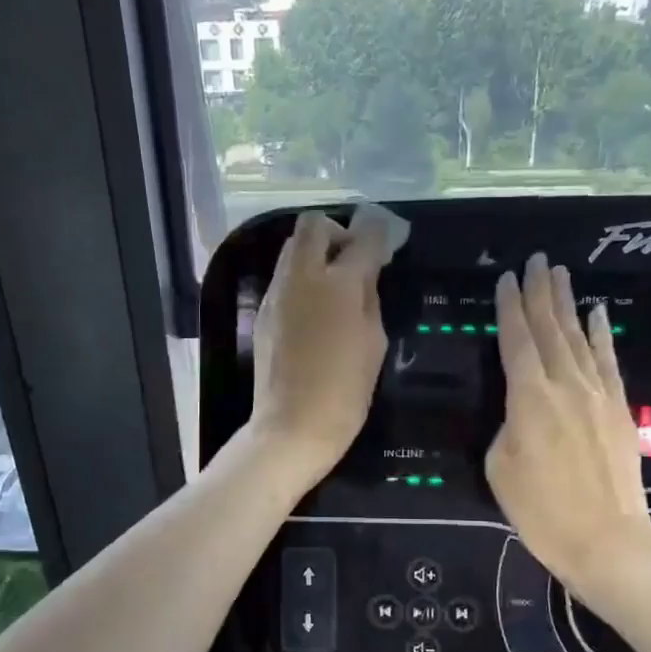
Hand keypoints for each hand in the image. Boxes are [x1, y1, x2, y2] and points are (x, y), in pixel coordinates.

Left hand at [249, 210, 391, 487]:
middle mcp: (302, 277)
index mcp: (338, 283)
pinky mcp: (264, 312)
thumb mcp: (373, 342)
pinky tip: (316, 309)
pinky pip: (284, 277)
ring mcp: (277, 293)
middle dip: (336, 232)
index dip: (378, 233)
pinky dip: (302, 278)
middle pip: (313, 225)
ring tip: (335, 285)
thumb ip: (369, 299)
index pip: (362, 238)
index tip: (386, 238)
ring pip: (292, 248)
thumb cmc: (345, 390)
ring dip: (316, 253)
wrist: (292, 425)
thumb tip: (364, 275)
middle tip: (353, 259)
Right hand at [486, 254, 650, 601]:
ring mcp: (597, 393)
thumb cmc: (541, 510)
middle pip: (549, 328)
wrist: (606, 539)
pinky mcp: (620, 409)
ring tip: (561, 274)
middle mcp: (565, 384)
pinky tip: (599, 314)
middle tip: (536, 260)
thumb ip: (507, 427)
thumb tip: (521, 412)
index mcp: (528, 397)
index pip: (516, 340)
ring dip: (568, 304)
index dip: (509, 307)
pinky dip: (602, 335)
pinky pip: (608, 361)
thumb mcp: (501, 467)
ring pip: (579, 337)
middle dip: (540, 292)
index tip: (506, 277)